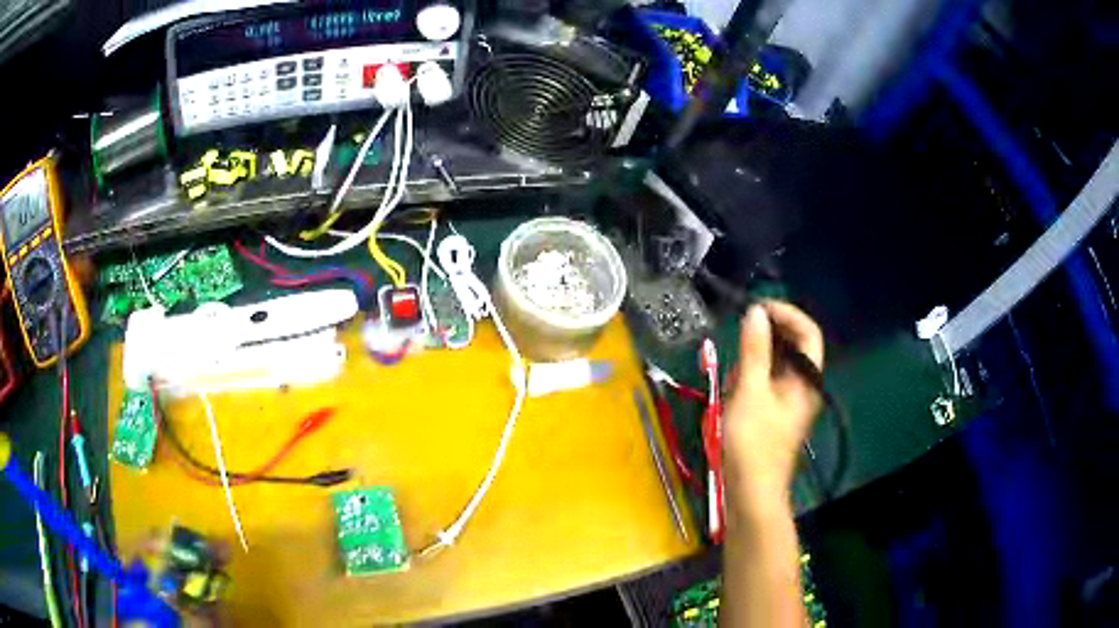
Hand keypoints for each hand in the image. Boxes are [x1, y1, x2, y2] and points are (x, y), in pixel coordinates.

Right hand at [724, 301, 823, 503]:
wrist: (751, 493)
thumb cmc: (753, 443)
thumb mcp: (750, 392)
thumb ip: (754, 350)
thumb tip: (756, 312)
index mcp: (807, 379)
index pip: (808, 332)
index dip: (786, 313)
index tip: (757, 308)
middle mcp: (804, 386)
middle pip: (794, 346)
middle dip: (767, 337)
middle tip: (740, 337)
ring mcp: (790, 401)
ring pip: (778, 364)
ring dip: (756, 359)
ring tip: (734, 373)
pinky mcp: (776, 413)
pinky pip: (768, 382)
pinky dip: (752, 377)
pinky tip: (734, 390)